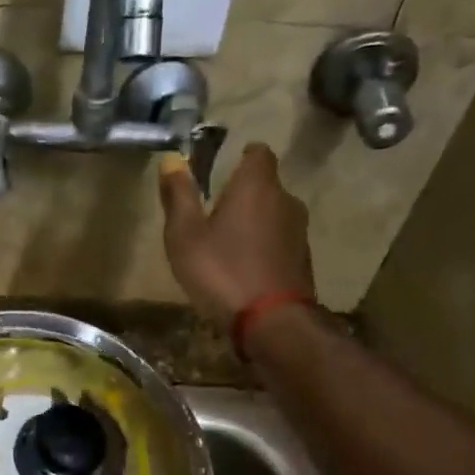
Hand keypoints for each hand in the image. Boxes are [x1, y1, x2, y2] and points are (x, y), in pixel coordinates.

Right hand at [159, 144, 314, 324]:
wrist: (272, 322)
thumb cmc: (222, 270)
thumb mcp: (185, 235)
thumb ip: (178, 196)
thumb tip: (172, 159)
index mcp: (256, 186)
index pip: (258, 153)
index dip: (243, 156)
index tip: (223, 168)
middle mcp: (285, 200)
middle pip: (266, 185)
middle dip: (244, 193)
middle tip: (214, 211)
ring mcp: (299, 231)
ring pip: (274, 214)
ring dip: (254, 222)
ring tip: (227, 243)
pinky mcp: (303, 260)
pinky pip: (279, 241)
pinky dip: (263, 246)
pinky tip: (243, 267)